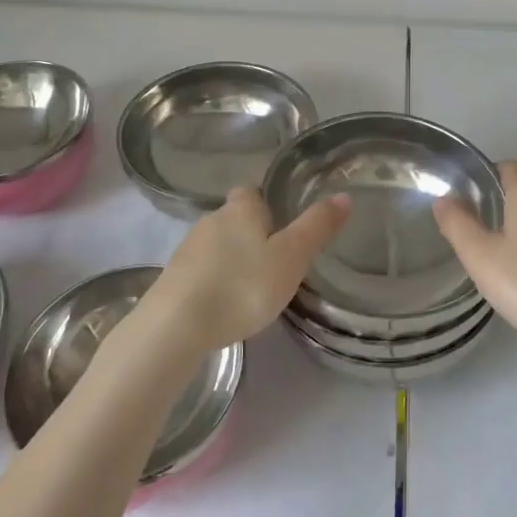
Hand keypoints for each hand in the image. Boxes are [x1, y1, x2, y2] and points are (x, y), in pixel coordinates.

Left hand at [141, 186, 351, 353]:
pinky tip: (225, 304)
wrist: (176, 326)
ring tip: (252, 286)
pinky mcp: (173, 278)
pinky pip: (201, 270)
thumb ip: (316, 228)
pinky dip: (214, 280)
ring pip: (217, 244)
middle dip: (252, 233)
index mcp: (241, 208)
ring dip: (232, 258)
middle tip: (276, 260)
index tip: (282, 224)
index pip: (253, 191)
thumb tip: (343, 196)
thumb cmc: (242, 285)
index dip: (267, 203)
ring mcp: (188, 249)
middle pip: (235, 217)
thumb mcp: (291, 257)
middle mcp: (212, 219)